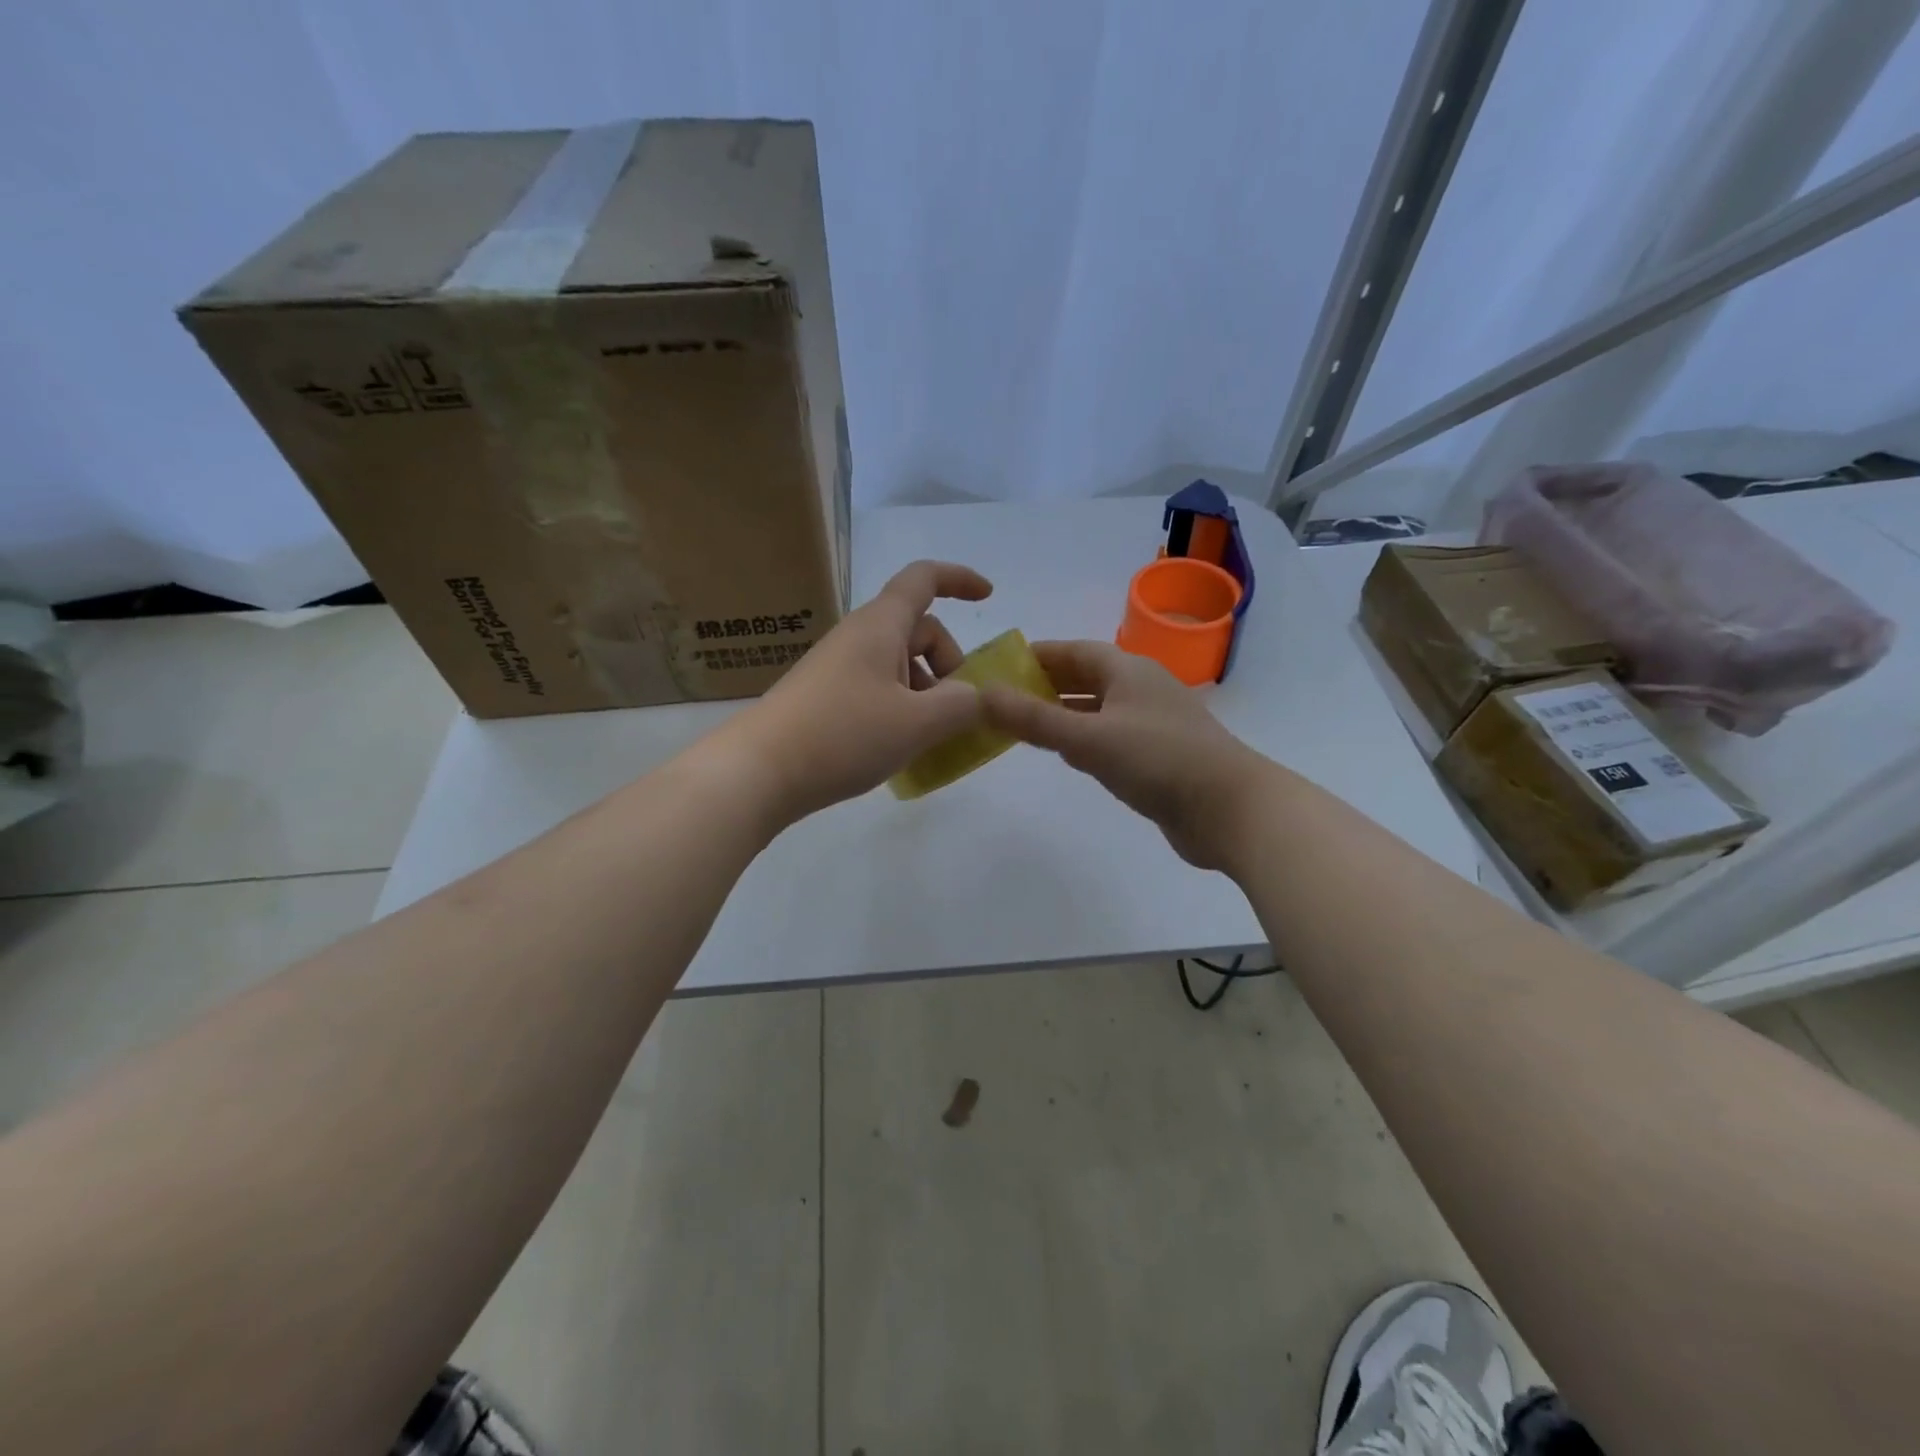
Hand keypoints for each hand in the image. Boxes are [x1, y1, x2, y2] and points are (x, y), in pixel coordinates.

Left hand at [717, 560, 992, 823]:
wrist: (759, 771)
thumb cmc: (843, 734)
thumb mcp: (917, 723)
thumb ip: (962, 705)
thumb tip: (978, 696)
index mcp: (880, 626)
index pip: (924, 579)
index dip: (959, 579)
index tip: (989, 596)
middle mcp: (858, 637)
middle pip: (918, 630)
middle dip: (949, 663)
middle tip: (958, 710)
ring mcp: (838, 667)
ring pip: (898, 664)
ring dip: (926, 692)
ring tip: (930, 738)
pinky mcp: (825, 697)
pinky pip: (877, 688)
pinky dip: (901, 708)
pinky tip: (899, 747)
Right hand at [980, 640, 1265, 870]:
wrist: (1231, 810)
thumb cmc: (1159, 761)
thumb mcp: (1089, 738)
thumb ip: (1034, 719)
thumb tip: (982, 694)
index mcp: (1127, 670)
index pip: (1073, 651)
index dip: (1037, 655)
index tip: (1000, 665)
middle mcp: (1140, 689)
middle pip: (1086, 677)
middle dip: (1046, 684)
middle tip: (1004, 698)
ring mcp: (1152, 723)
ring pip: (1098, 709)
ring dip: (1064, 712)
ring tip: (1025, 723)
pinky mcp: (1159, 756)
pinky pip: (1111, 737)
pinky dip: (1084, 739)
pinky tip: (1068, 755)